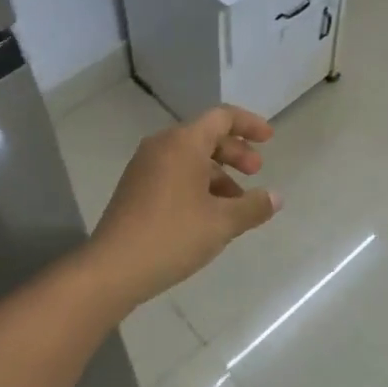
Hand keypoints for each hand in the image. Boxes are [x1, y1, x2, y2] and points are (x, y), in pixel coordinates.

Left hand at [85, 105, 281, 309]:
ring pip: (190, 158)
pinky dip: (197, 184)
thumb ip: (253, 206)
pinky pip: (174, 173)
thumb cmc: (172, 236)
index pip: (222, 117)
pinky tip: (209, 215)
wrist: (112, 269)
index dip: (249, 124)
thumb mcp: (222, 223)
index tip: (269, 139)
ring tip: (236, 204)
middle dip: (235, 152)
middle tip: (255, 173)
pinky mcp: (135, 188)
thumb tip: (275, 197)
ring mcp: (144, 167)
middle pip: (206, 136)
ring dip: (218, 173)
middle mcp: (162, 146)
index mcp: (183, 143)